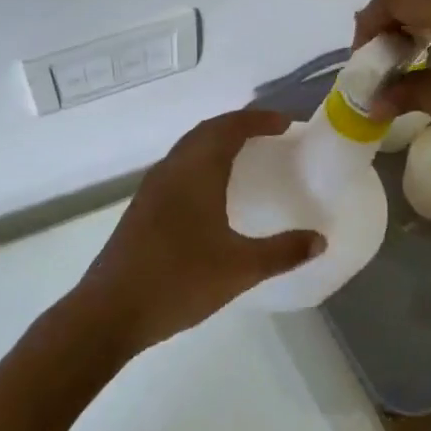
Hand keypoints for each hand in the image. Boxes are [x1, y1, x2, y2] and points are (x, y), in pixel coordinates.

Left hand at [73, 110, 323, 355]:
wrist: (110, 311)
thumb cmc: (179, 281)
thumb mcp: (240, 268)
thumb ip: (283, 252)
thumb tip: (320, 239)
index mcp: (196, 171)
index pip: (229, 128)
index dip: (258, 120)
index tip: (286, 123)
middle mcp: (172, 169)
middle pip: (207, 131)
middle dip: (238, 125)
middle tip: (270, 134)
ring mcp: (152, 188)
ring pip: (188, 148)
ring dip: (217, 142)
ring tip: (245, 156)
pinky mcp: (142, 207)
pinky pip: (178, 168)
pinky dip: (201, 162)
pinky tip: (211, 192)